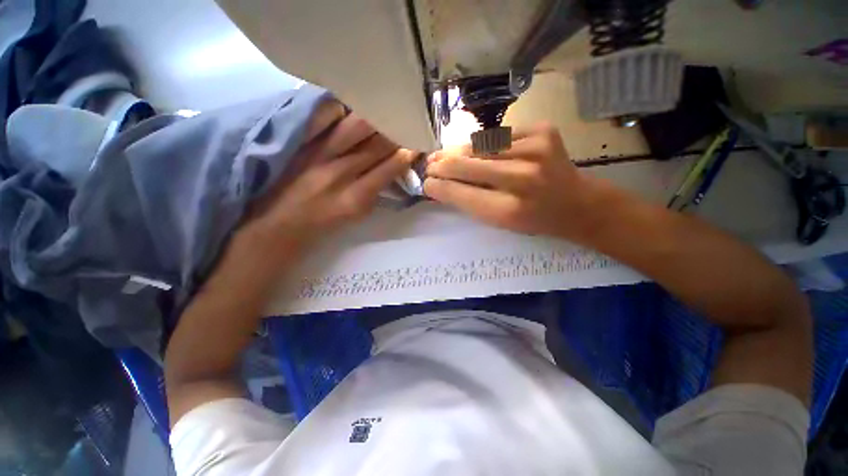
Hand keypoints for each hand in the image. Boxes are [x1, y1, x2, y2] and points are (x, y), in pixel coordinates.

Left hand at [244, 100, 416, 255]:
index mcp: (357, 197)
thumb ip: (376, 192)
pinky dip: (341, 108)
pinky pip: (323, 115)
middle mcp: (340, 173)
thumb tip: (394, 169)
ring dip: (376, 117)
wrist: (280, 223)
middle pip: (377, 144)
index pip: (390, 167)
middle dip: (396, 131)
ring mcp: (317, 154)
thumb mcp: (358, 215)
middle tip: (405, 122)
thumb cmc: (324, 222)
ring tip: (384, 110)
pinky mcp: (299, 142)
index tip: (417, 143)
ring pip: (356, 125)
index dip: (407, 153)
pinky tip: (350, 106)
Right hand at [424, 123, 601, 242]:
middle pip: (468, 166)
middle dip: (443, 165)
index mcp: (510, 210)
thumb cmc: (534, 219)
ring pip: (480, 146)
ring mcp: (536, 150)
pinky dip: (482, 144)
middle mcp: (523, 179)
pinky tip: (475, 150)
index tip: (426, 183)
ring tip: (444, 156)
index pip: (463, 194)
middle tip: (429, 164)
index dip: (441, 187)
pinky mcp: (543, 130)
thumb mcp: (500, 222)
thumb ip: (470, 203)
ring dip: (458, 151)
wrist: (577, 203)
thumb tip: (440, 185)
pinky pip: (498, 136)